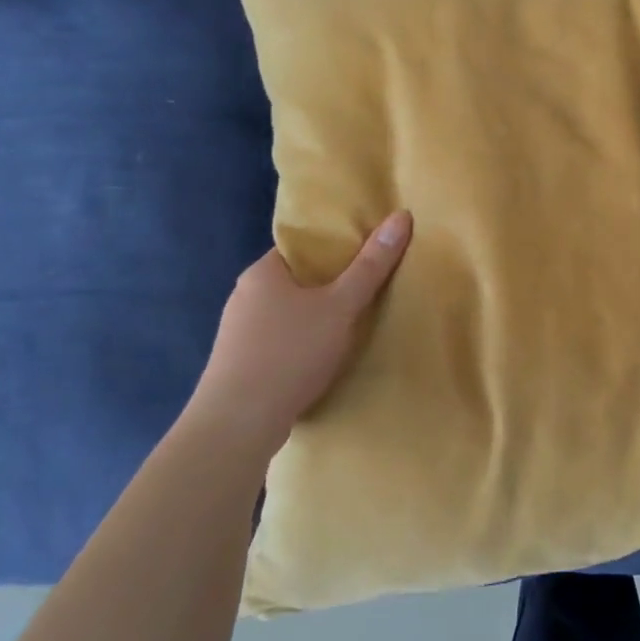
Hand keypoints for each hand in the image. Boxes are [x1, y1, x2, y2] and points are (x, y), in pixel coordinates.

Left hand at [181, 211, 412, 455]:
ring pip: (288, 313)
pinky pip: (280, 341)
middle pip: (297, 279)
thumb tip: (401, 216)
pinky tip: (322, 357)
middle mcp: (245, 295)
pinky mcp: (240, 364)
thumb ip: (371, 266)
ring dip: (316, 317)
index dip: (336, 247)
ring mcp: (239, 332)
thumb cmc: (290, 353)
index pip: (303, 246)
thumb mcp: (340, 306)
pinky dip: (302, 343)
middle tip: (370, 289)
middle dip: (330, 285)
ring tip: (352, 325)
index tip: (368, 255)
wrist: (238, 424)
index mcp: (263, 272)